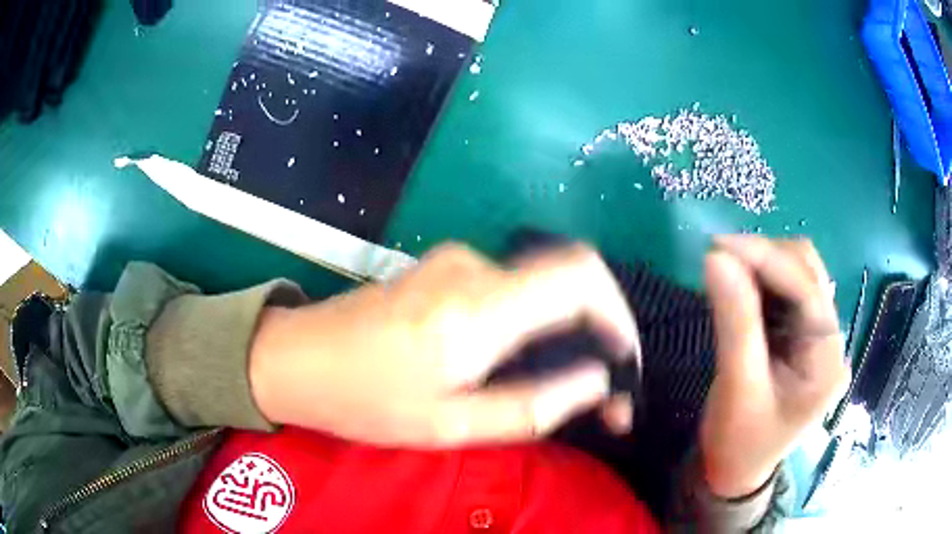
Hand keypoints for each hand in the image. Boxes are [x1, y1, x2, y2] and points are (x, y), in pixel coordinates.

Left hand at [248, 243, 639, 447]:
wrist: (297, 358)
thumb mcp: (450, 425)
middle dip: (597, 329)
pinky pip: (511, 289)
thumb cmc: (366, 401)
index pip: (582, 276)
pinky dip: (532, 322)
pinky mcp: (444, 268)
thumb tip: (596, 384)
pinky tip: (519, 360)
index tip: (624, 361)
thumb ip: (532, 407)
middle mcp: (475, 267)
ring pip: (540, 287)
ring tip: (561, 383)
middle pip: (568, 278)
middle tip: (599, 389)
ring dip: (563, 330)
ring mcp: (457, 261)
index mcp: (479, 306)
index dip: (619, 313)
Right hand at [701, 235, 848, 497]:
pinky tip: (739, 288)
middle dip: (765, 258)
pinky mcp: (803, 335)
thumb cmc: (738, 442)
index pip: (807, 291)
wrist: (736, 470)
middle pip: (808, 273)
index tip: (718, 247)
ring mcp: (819, 336)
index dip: (767, 260)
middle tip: (718, 259)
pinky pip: (786, 291)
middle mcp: (831, 341)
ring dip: (762, 266)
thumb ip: (733, 321)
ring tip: (726, 273)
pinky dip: (761, 281)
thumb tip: (715, 258)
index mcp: (827, 362)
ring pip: (798, 275)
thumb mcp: (736, 387)